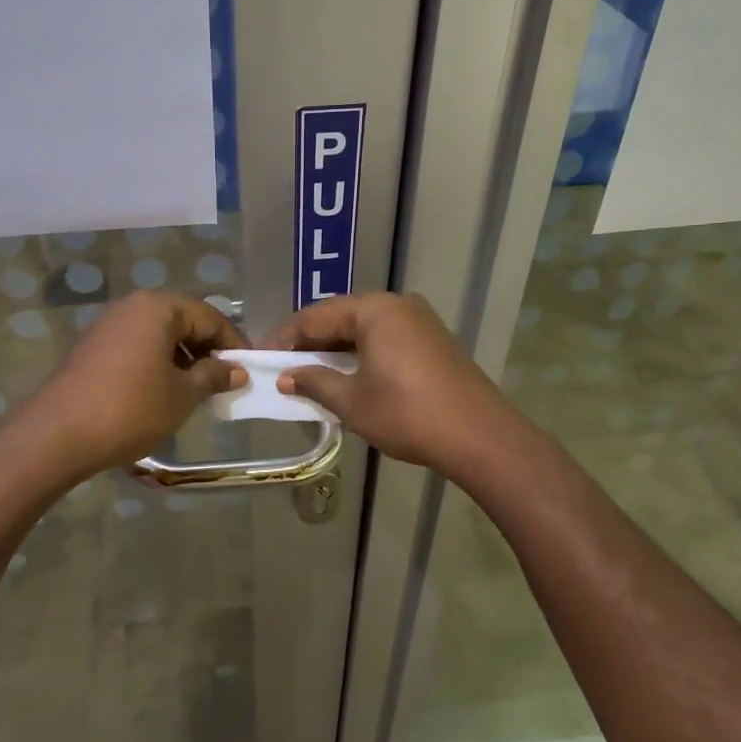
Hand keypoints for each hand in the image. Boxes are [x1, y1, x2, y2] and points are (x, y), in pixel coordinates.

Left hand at [7, 291, 248, 482]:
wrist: (57, 436)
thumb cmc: (131, 409)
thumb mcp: (182, 395)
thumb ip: (213, 376)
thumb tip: (236, 370)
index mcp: (158, 308)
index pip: (209, 316)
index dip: (234, 342)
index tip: (249, 369)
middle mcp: (132, 307)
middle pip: (183, 321)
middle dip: (208, 349)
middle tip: (225, 381)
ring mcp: (108, 326)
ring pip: (159, 335)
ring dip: (183, 358)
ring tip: (198, 390)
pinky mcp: (93, 348)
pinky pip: (138, 347)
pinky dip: (158, 363)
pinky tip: (164, 392)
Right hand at [266, 293, 519, 476]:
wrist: (479, 436)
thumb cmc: (407, 413)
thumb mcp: (352, 401)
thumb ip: (314, 382)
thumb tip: (286, 377)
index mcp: (374, 310)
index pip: (316, 316)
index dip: (285, 336)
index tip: (261, 357)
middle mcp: (397, 305)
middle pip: (341, 317)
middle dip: (310, 342)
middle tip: (283, 365)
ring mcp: (419, 321)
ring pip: (364, 329)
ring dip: (335, 350)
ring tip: (309, 373)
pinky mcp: (432, 341)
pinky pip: (385, 339)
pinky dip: (361, 354)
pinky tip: (348, 375)